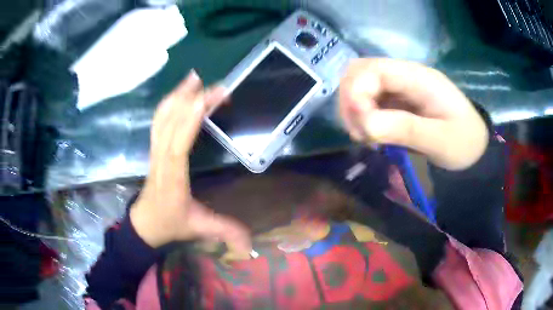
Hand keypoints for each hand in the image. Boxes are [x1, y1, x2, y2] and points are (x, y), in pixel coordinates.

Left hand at [130, 70, 251, 254]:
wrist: (145, 222)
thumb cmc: (170, 223)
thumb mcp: (199, 228)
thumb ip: (226, 232)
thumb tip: (251, 247)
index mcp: (173, 176)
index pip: (178, 142)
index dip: (192, 118)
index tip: (210, 98)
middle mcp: (161, 158)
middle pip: (171, 122)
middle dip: (192, 99)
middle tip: (216, 85)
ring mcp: (155, 150)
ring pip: (162, 117)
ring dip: (178, 95)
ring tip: (194, 78)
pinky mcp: (154, 147)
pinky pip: (159, 120)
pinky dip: (168, 102)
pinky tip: (180, 93)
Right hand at [339, 59, 488, 169]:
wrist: (474, 147)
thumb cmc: (463, 142)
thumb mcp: (440, 140)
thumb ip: (405, 129)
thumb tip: (365, 125)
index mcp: (418, 77)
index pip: (373, 69)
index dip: (357, 92)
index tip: (361, 126)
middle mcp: (404, 75)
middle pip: (359, 72)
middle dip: (350, 101)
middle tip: (360, 132)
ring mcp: (398, 86)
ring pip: (358, 85)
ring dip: (352, 110)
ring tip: (365, 136)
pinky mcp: (396, 99)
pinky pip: (367, 100)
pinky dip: (360, 116)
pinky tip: (369, 134)